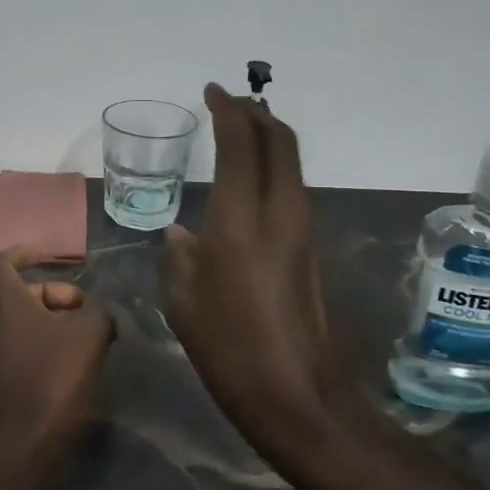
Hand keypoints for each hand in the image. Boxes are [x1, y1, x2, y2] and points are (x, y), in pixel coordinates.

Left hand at [0, 249, 113, 464]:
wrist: (21, 446)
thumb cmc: (53, 378)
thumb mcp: (90, 336)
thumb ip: (98, 312)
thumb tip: (98, 310)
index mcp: (1, 301)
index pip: (1, 261)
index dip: (25, 253)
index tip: (50, 257)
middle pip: (13, 293)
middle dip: (49, 293)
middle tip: (81, 308)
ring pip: (12, 321)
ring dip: (43, 320)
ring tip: (78, 336)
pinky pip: (8, 346)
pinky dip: (32, 343)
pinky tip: (62, 363)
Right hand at [162, 85, 374, 469]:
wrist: (299, 397)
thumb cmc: (230, 352)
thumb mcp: (185, 304)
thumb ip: (180, 257)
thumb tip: (181, 232)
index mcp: (240, 223)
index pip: (241, 146)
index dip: (228, 111)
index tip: (211, 92)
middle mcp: (278, 214)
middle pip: (279, 142)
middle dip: (256, 114)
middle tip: (230, 103)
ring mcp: (300, 230)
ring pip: (291, 163)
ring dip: (269, 137)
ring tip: (240, 129)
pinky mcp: (309, 247)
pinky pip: (292, 187)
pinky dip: (273, 165)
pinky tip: (250, 178)